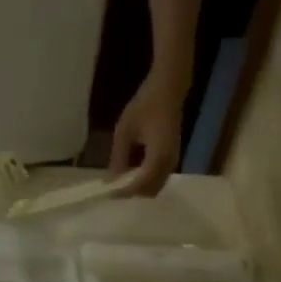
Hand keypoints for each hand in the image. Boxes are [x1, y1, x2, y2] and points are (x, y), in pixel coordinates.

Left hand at [107, 69, 187, 196]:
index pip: (139, 185)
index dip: (123, 192)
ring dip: (139, 187)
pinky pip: (159, 177)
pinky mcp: (172, 157)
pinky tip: (132, 170)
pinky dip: (146, 179)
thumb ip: (118, 158)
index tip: (107, 193)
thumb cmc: (145, 105)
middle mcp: (168, 164)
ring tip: (121, 180)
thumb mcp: (125, 131)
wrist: (169, 88)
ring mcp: (173, 161)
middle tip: (114, 188)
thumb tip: (110, 180)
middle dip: (132, 192)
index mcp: (157, 158)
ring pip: (155, 185)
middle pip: (149, 191)